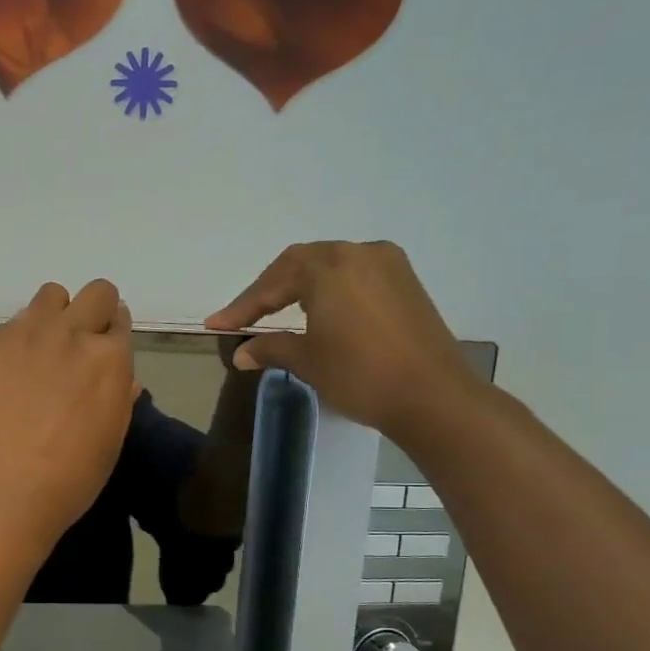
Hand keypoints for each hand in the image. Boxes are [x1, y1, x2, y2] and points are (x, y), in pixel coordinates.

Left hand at [0, 280, 137, 556]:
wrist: (3, 493)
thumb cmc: (69, 479)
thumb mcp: (111, 439)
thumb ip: (119, 397)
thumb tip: (121, 377)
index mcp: (111, 360)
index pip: (121, 322)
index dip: (113, 337)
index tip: (102, 353)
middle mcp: (73, 333)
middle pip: (95, 293)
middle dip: (93, 313)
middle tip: (78, 347)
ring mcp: (28, 334)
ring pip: (51, 295)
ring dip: (55, 315)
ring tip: (43, 351)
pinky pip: (14, 321)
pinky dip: (20, 337)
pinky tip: (11, 372)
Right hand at [204, 241, 475, 441]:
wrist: (433, 396)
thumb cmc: (361, 375)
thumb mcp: (308, 361)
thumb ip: (270, 348)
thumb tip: (241, 353)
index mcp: (329, 268)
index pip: (273, 283)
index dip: (242, 306)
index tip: (216, 325)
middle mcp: (358, 253)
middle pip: (300, 264)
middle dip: (268, 290)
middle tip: (244, 317)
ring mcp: (387, 265)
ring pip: (329, 266)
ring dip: (299, 286)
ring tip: (275, 310)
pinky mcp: (406, 282)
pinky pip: (355, 275)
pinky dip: (329, 288)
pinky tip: (318, 309)